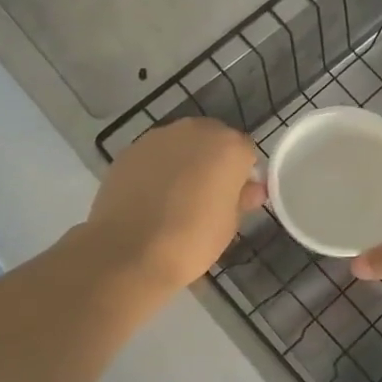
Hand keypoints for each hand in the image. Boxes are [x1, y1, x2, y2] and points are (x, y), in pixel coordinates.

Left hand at [84, 119, 265, 293]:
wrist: (129, 251)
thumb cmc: (192, 240)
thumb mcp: (229, 224)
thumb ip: (241, 198)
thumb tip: (251, 189)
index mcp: (228, 146)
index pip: (245, 152)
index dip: (242, 175)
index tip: (235, 198)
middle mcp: (195, 130)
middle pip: (212, 140)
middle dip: (213, 161)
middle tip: (206, 196)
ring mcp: (158, 137)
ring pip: (181, 144)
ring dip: (184, 162)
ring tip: (175, 197)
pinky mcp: (130, 150)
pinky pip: (154, 155)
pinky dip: (157, 169)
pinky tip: (150, 197)